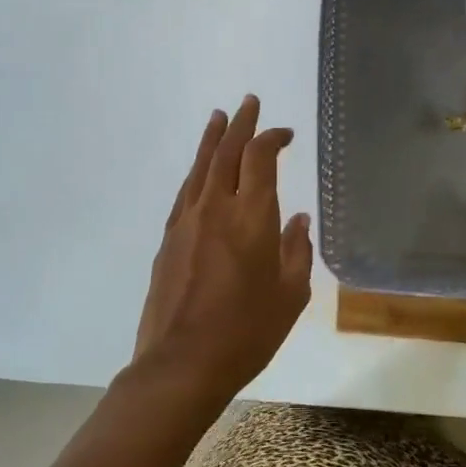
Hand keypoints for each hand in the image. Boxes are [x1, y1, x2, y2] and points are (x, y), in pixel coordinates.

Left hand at [127, 95, 313, 410]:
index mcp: (251, 216)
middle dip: (240, 124)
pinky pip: (185, 191)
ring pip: (200, 166)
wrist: (182, 364)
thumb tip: (298, 219)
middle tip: (249, 102)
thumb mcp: (289, 295)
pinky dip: (196, 171)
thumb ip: (296, 250)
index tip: (285, 134)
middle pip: (227, 151)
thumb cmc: (247, 332)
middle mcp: (216, 207)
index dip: (272, 137)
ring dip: (213, 139)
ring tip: (219, 117)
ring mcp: (187, 221)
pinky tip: (200, 171)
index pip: (260, 157)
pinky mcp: (168, 238)